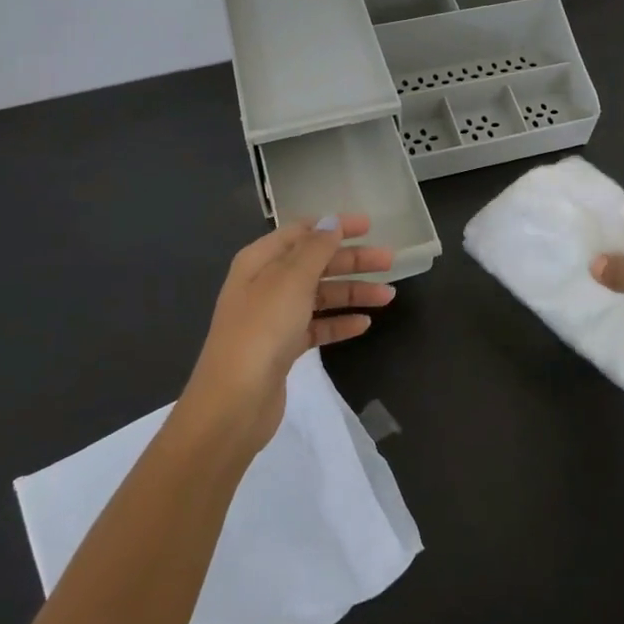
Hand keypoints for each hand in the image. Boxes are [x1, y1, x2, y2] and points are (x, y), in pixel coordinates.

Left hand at [181, 215, 394, 453]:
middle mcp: (265, 284)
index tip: (370, 226)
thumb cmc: (262, 329)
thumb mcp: (291, 280)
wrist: (235, 402)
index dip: (334, 226)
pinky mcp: (282, 348)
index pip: (301, 231)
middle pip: (315, 263)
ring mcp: (273, 318)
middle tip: (389, 261)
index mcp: (260, 261)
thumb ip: (315, 248)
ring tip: (388, 297)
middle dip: (352, 260)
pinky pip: (317, 327)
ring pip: (320, 296)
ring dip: (352, 292)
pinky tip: (364, 324)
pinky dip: (339, 323)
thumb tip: (330, 221)